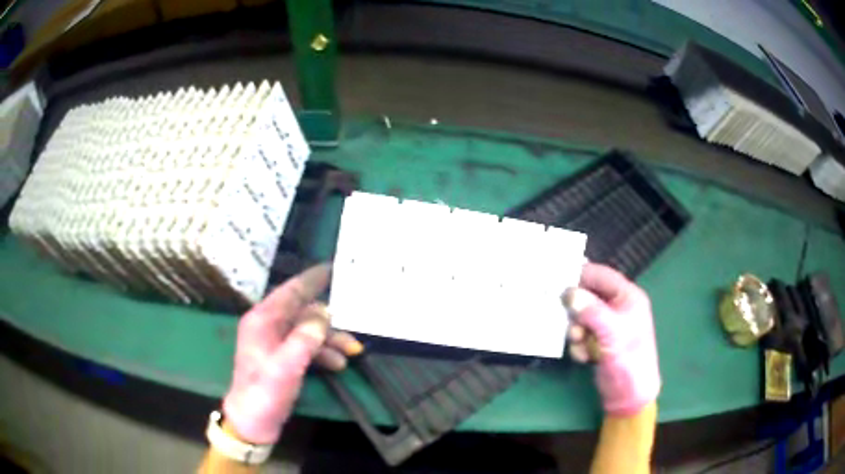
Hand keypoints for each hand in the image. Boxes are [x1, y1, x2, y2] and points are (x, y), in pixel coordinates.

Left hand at [223, 264, 361, 443]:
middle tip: (354, 323)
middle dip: (329, 321)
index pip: (290, 291)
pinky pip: (306, 346)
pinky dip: (323, 352)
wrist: (253, 421)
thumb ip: (305, 338)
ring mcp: (275, 343)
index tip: (332, 267)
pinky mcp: (281, 358)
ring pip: (308, 331)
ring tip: (352, 352)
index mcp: (263, 320)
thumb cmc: (265, 392)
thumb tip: (324, 313)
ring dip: (330, 340)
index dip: (311, 279)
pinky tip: (338, 364)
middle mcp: (268, 326)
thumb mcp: (286, 366)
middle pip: (303, 312)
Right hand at [563, 263, 660, 415]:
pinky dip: (579, 346)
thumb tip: (568, 292)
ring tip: (580, 344)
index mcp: (627, 297)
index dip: (581, 276)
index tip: (557, 280)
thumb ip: (590, 310)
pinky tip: (585, 357)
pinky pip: (581, 335)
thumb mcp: (611, 332)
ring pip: (581, 318)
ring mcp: (607, 326)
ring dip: (576, 332)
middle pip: (587, 297)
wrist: (629, 394)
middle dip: (576, 312)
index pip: (601, 275)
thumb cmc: (628, 358)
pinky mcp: (599, 342)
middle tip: (568, 320)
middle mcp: (617, 308)